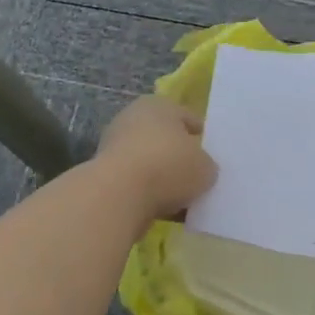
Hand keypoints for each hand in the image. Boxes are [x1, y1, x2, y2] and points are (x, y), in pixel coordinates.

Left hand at [95, 96, 216, 222]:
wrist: (118, 193)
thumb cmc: (168, 165)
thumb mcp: (205, 167)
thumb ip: (206, 165)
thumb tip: (201, 170)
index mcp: (159, 104)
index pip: (187, 117)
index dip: (201, 136)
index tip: (211, 155)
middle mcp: (133, 118)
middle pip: (164, 138)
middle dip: (178, 156)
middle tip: (196, 176)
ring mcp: (114, 145)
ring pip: (148, 162)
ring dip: (161, 177)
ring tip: (180, 198)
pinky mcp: (103, 173)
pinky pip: (134, 182)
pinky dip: (146, 193)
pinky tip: (161, 209)